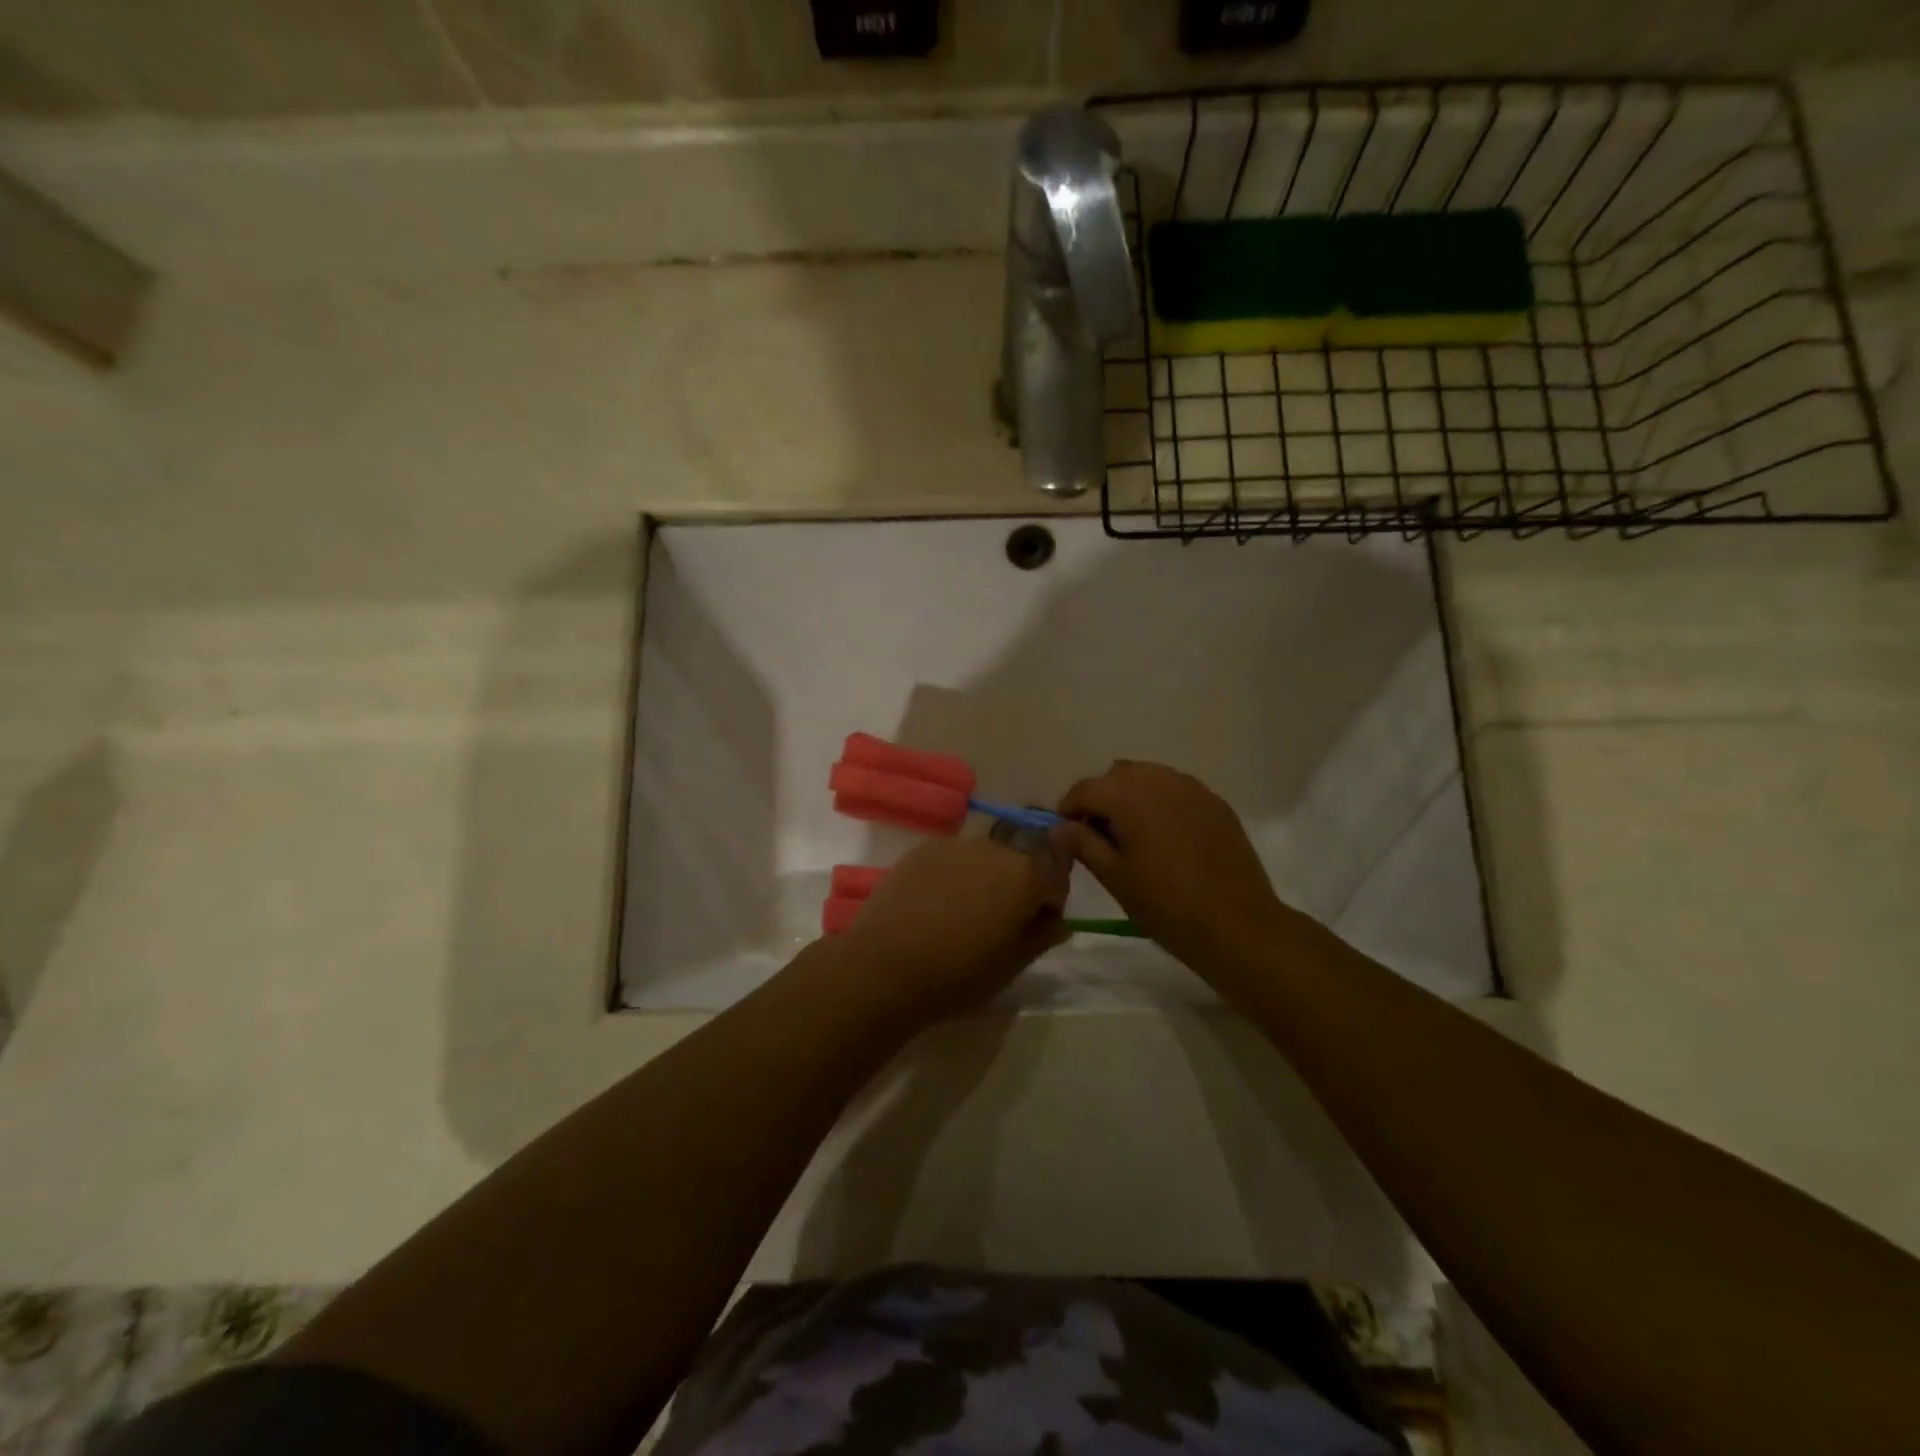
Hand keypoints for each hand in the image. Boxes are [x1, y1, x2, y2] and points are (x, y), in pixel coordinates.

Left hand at [838, 837, 1069, 1025]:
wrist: (886, 966)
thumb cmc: (959, 972)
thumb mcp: (1012, 964)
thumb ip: (1042, 936)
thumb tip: (1059, 923)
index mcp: (1025, 874)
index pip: (1056, 877)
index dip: (1050, 903)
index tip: (1034, 928)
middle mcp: (994, 848)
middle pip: (1019, 862)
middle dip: (1017, 887)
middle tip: (998, 924)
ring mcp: (954, 845)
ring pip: (983, 859)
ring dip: (984, 879)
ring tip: (962, 915)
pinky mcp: (921, 850)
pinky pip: (951, 860)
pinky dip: (952, 876)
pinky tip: (933, 907)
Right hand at [1056, 761, 1294, 970]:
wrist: (1238, 925)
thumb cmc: (1166, 905)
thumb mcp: (1115, 878)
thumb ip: (1083, 845)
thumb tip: (1059, 827)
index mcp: (1129, 796)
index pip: (1085, 789)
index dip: (1069, 809)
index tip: (1067, 835)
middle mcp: (1159, 779)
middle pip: (1116, 776)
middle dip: (1101, 798)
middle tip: (1098, 836)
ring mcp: (1192, 788)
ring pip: (1148, 777)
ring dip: (1130, 796)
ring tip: (1131, 835)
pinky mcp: (1215, 802)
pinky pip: (1176, 789)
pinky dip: (1160, 802)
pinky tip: (1164, 836)